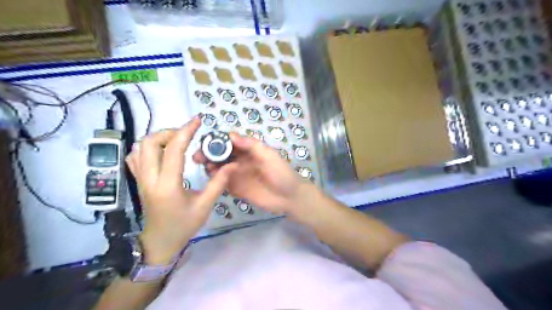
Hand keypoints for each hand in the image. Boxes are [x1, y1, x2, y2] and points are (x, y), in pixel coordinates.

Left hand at [127, 118, 236, 264]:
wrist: (159, 242)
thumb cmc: (184, 225)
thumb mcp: (205, 205)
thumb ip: (219, 183)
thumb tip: (232, 165)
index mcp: (168, 185)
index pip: (174, 150)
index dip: (186, 131)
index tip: (197, 121)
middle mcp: (150, 179)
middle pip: (150, 142)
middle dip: (170, 132)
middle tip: (187, 135)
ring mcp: (140, 179)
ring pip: (141, 147)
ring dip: (160, 138)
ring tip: (177, 142)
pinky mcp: (138, 180)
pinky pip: (136, 156)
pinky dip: (148, 147)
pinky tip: (163, 151)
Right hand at [192, 132, 313, 216]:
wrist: (289, 197)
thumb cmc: (281, 173)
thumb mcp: (268, 155)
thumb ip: (251, 145)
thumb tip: (230, 135)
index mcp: (249, 151)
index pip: (230, 143)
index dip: (217, 141)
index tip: (205, 142)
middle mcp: (241, 161)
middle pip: (221, 155)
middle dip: (209, 154)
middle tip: (198, 157)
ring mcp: (238, 175)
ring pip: (219, 168)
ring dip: (210, 166)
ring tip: (205, 167)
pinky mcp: (236, 189)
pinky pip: (222, 183)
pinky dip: (215, 180)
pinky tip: (211, 179)